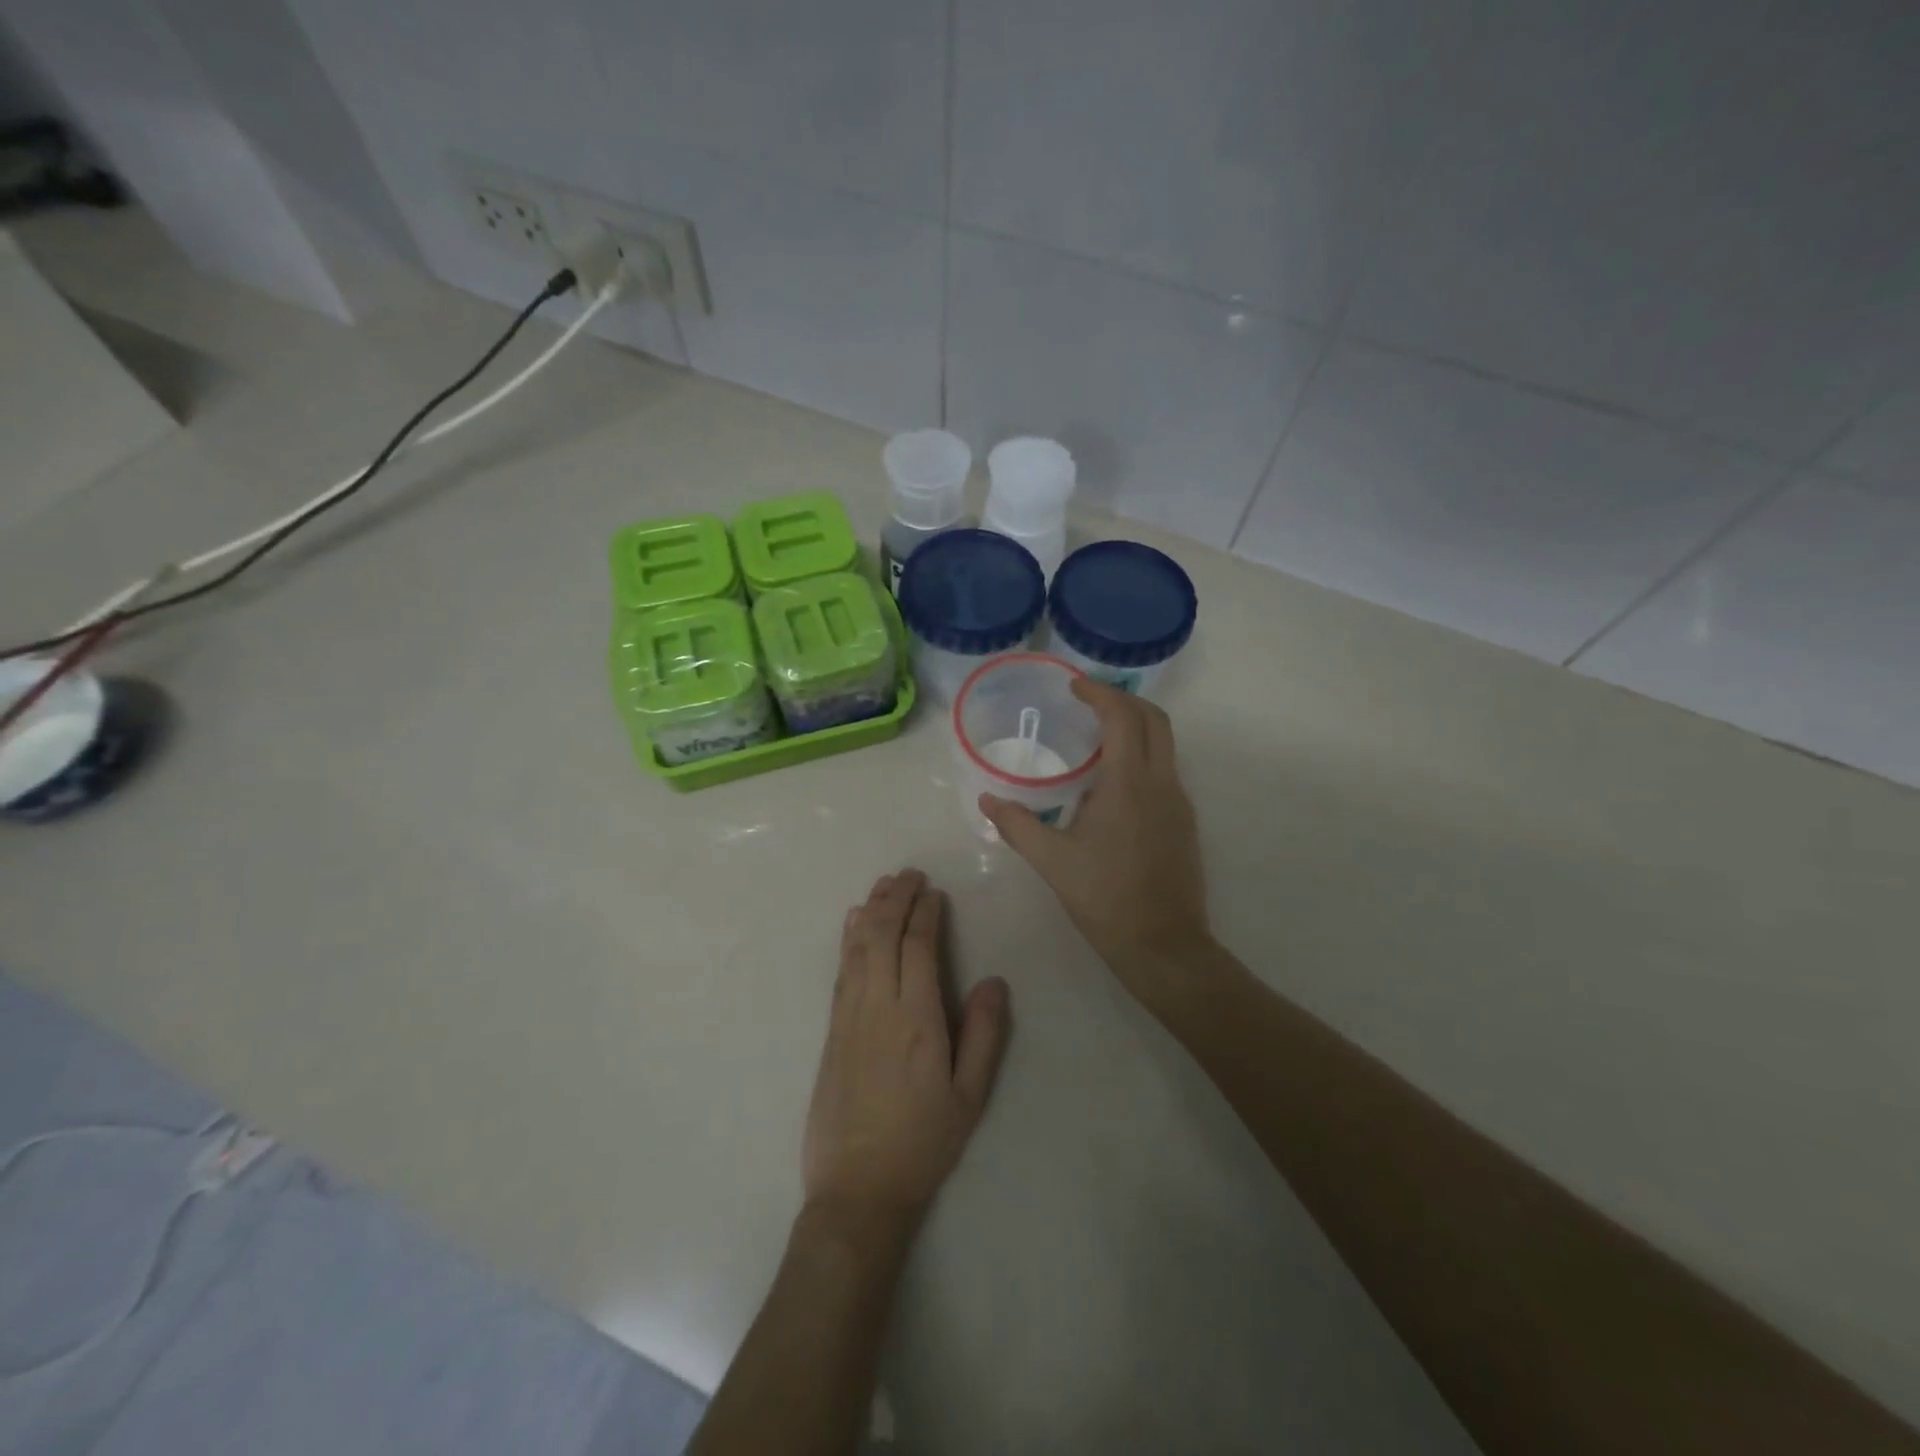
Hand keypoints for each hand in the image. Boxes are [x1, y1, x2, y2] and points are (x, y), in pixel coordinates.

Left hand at [802, 870, 1011, 1245]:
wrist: (858, 1190)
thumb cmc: (923, 1143)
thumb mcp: (969, 1097)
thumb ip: (984, 1035)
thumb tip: (994, 981)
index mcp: (917, 1020)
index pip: (918, 948)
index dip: (925, 914)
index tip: (933, 892)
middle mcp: (879, 1007)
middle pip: (883, 936)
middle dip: (896, 899)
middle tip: (910, 874)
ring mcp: (849, 1017)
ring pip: (858, 947)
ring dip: (871, 910)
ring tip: (885, 884)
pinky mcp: (831, 1031)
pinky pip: (841, 971)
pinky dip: (848, 939)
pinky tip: (853, 922)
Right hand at [981, 679, 1210, 996]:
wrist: (1163, 944)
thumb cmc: (1105, 898)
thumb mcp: (1052, 861)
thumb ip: (1017, 825)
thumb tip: (987, 800)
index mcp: (1129, 784)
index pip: (1122, 717)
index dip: (1099, 694)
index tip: (1074, 687)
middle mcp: (1162, 782)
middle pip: (1154, 719)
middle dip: (1123, 700)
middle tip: (1089, 702)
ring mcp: (1179, 801)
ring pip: (1165, 744)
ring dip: (1135, 727)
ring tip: (1096, 737)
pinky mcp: (1184, 821)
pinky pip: (1165, 770)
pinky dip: (1142, 755)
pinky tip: (1112, 783)